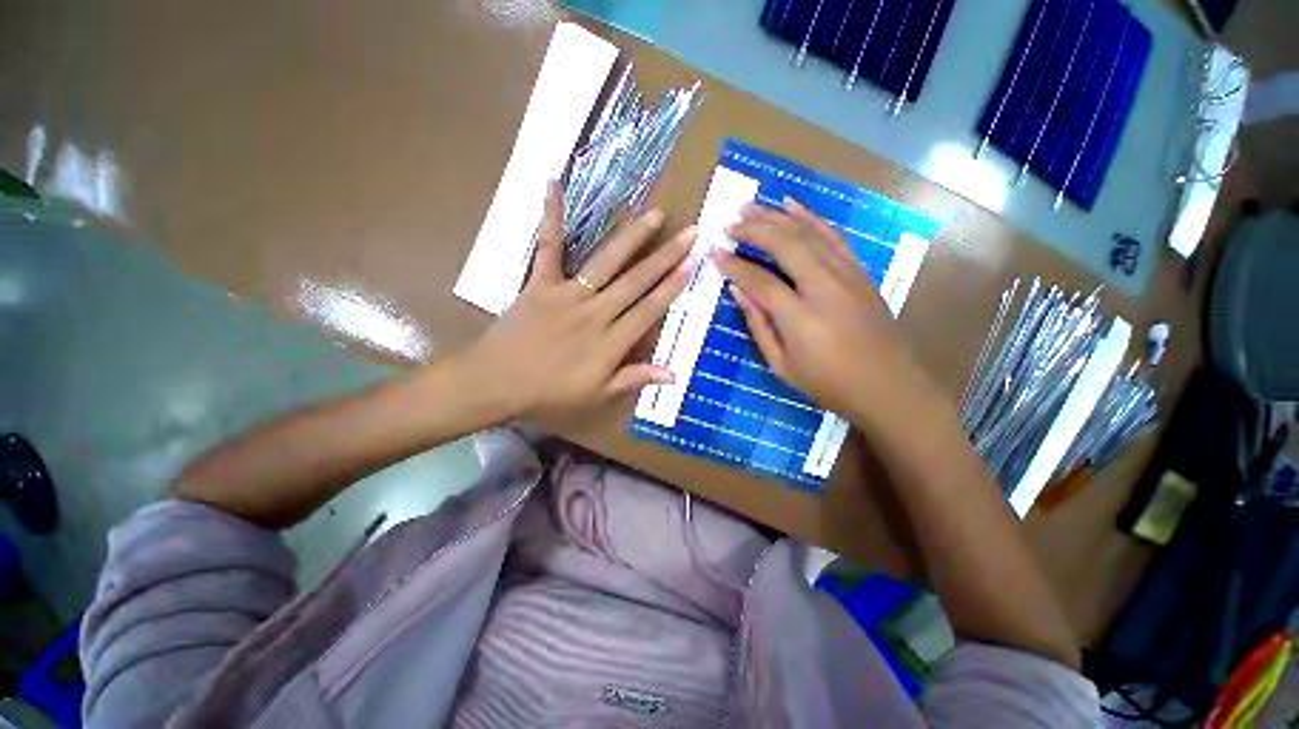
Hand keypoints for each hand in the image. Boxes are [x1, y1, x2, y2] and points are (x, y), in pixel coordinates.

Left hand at [460, 182, 694, 423]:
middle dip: (665, 256)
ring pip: (606, 263)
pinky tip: (553, 184)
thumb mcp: (596, 396)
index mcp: (610, 342)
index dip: (672, 287)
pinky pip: (547, 248)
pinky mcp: (540, 284)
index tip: (692, 264)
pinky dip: (551, 217)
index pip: (649, 310)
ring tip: (655, 214)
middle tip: (690, 232)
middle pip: (636, 282)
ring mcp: (567, 295)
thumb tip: (674, 374)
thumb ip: (634, 379)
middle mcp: (595, 313)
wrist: (496, 384)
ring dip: (632, 237)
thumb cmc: (549, 394)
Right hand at [712, 199, 924, 423]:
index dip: (734, 265)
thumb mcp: (782, 365)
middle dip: (753, 229)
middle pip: (785, 244)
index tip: (715, 253)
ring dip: (777, 216)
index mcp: (800, 317)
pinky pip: (832, 235)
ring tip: (751, 206)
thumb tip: (739, 292)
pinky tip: (792, 205)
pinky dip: (811, 217)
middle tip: (729, 223)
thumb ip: (759, 326)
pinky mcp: (859, 271)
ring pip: (808, 232)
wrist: (888, 386)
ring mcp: (846, 274)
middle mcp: (824, 286)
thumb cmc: (829, 383)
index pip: (759, 281)